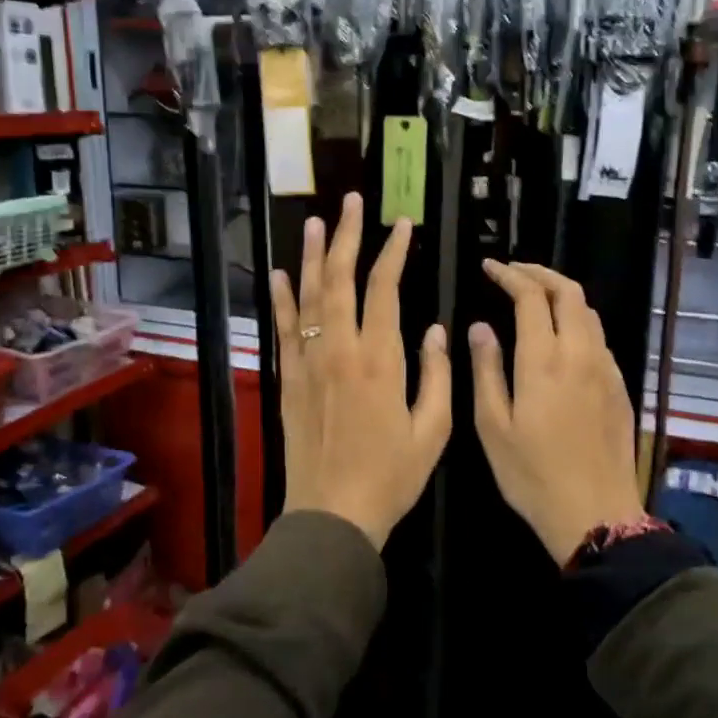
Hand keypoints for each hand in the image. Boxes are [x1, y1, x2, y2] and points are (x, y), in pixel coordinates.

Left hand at [270, 192, 450, 548]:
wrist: (332, 514)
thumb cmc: (390, 476)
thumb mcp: (432, 431)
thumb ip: (436, 375)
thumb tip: (436, 329)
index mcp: (379, 360)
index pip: (384, 289)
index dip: (393, 252)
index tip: (402, 225)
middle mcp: (339, 351)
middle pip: (340, 281)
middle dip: (348, 238)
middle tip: (353, 202)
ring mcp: (308, 363)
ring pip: (308, 297)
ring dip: (313, 256)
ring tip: (317, 222)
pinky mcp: (288, 380)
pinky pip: (283, 330)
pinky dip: (281, 299)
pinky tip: (282, 274)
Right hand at [469, 262, 641, 563]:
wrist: (596, 514)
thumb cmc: (532, 475)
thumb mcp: (493, 426)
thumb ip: (486, 370)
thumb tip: (480, 328)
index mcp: (544, 361)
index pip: (531, 297)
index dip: (510, 275)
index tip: (490, 267)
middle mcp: (580, 354)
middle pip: (569, 292)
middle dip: (540, 273)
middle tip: (513, 272)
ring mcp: (605, 369)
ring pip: (589, 312)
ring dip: (562, 294)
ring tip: (536, 298)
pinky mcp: (619, 387)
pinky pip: (598, 338)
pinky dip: (577, 322)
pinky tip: (561, 339)